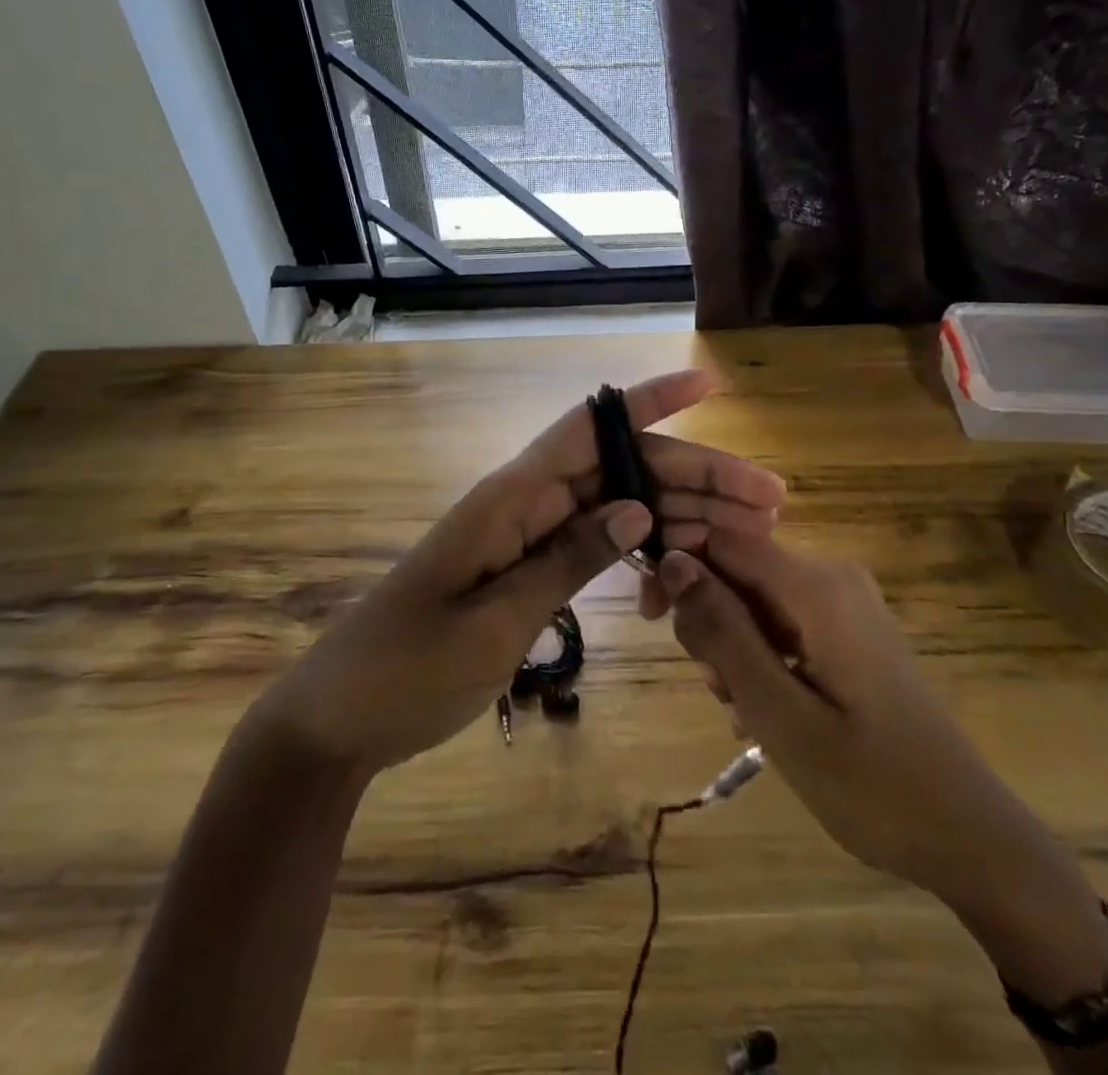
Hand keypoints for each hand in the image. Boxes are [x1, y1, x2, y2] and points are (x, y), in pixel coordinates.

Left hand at [260, 370, 785, 776]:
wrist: (339, 718)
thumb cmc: (408, 670)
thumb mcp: (494, 621)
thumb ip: (567, 560)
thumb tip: (639, 505)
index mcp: (509, 499)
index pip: (589, 428)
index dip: (650, 402)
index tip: (707, 388)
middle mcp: (521, 504)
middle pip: (618, 469)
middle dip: (693, 475)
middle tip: (768, 500)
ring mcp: (522, 537)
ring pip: (613, 505)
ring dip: (677, 511)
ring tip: (747, 532)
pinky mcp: (522, 570)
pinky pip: (591, 542)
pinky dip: (638, 547)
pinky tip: (680, 562)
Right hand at [653, 533, 1027, 905]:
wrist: (970, 836)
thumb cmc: (872, 785)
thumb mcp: (779, 714)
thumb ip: (722, 633)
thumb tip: (673, 560)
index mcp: (817, 587)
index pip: (722, 540)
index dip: (679, 568)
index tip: (654, 621)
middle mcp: (832, 578)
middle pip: (738, 571)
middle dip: (710, 623)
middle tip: (718, 692)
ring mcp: (845, 604)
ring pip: (756, 602)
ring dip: (734, 650)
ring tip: (746, 714)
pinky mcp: (850, 631)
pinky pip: (784, 624)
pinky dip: (763, 660)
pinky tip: (768, 713)